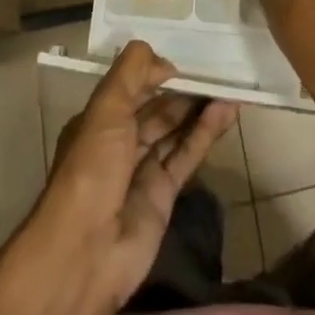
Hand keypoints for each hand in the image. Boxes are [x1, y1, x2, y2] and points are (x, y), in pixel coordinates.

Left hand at [32, 41, 238, 311]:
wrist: (85, 253)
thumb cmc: (90, 169)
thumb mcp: (106, 108)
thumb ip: (132, 73)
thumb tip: (164, 60)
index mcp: (98, 121)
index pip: (131, 88)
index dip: (155, 73)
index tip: (184, 60)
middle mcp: (119, 143)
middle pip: (156, 109)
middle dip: (182, 91)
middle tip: (216, 71)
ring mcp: (141, 171)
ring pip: (175, 131)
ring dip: (199, 109)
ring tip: (230, 87)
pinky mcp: (163, 196)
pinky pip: (187, 156)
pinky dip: (206, 134)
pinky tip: (227, 112)